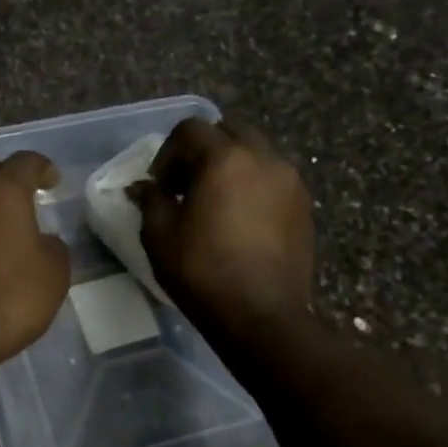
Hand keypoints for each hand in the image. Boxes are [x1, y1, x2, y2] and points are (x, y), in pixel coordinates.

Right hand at [132, 118, 314, 340]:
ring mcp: (290, 181)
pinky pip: (273, 178)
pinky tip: (240, 220)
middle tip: (186, 186)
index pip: (191, 129)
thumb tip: (143, 187)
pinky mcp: (304, 205)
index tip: (160, 185)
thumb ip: (151, 201)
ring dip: (231, 166)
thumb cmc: (203, 274)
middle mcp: (263, 158)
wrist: (262, 316)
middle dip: (203, 150)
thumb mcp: (160, 237)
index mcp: (225, 159)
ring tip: (215, 203)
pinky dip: (253, 185)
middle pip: (229, 131)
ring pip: (256, 153)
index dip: (168, 152)